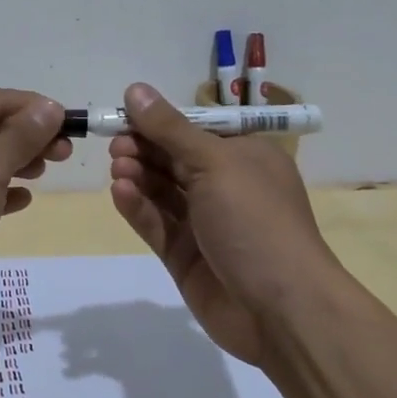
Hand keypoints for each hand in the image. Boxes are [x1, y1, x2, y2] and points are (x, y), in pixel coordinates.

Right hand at [107, 82, 338, 366]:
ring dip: (138, 175)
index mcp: (244, 157)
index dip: (159, 121)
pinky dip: (138, 207)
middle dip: (144, 148)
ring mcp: (204, 223)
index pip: (194, 129)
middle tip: (116, 146)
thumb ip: (170, 129)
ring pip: (161, 191)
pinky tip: (120, 192)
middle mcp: (224, 186)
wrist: (280, 309)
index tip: (123, 115)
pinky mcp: (184, 256)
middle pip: (174, 159)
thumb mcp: (215, 163)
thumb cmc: (255, 220)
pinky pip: (156, 223)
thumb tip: (135, 89)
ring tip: (117, 169)